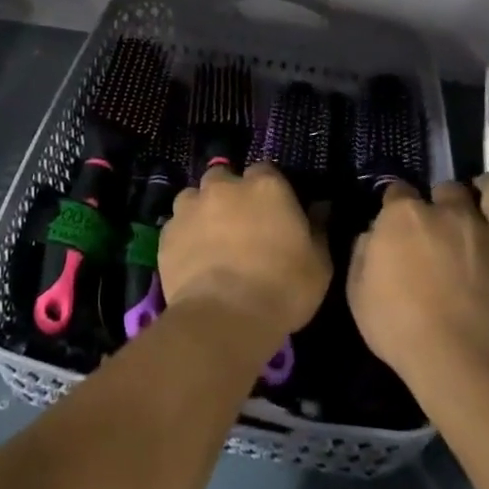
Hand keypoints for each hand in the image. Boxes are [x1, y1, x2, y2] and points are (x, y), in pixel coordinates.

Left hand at [161, 164, 330, 340]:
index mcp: (265, 186)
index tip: (272, 211)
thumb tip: (321, 207)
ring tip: (210, 239)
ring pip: (194, 197)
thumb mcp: (319, 263)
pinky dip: (183, 236)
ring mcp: (190, 207)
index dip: (268, 191)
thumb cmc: (283, 288)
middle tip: (238, 223)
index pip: (265, 171)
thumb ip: (318, 228)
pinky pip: (176, 226)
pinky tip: (192, 259)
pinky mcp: (167, 233)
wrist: (225, 317)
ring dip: (202, 210)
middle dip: (229, 193)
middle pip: (223, 177)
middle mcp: (224, 186)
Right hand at [347, 175, 488, 399]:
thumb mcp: (358, 294)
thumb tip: (372, 235)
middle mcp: (451, 213)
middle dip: (441, 199)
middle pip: (447, 190)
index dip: (394, 203)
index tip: (393, 215)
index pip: (396, 193)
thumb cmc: (401, 330)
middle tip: (439, 217)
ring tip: (487, 187)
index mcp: (404, 217)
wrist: (464, 363)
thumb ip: (363, 254)